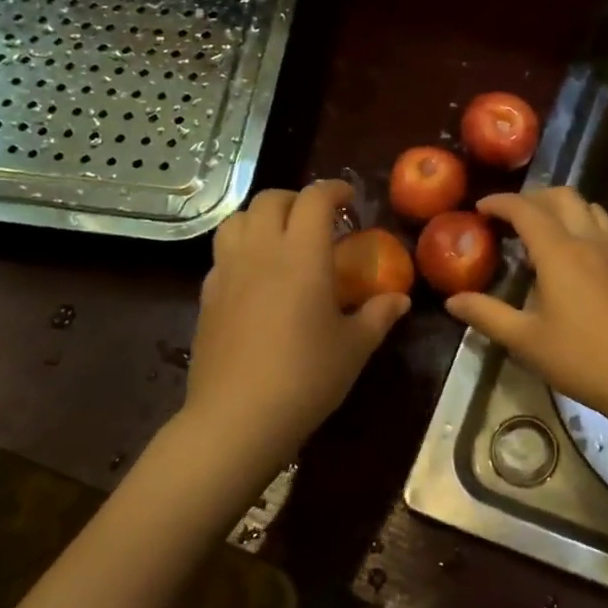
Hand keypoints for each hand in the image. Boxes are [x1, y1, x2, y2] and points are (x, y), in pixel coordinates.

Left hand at [186, 180, 410, 467]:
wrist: (238, 418)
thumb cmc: (306, 377)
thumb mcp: (354, 347)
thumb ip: (378, 315)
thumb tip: (400, 298)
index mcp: (301, 254)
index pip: (314, 199)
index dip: (333, 190)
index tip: (349, 198)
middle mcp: (261, 251)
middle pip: (271, 199)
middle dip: (297, 199)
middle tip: (318, 220)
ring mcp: (227, 272)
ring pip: (237, 219)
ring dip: (263, 218)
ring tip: (282, 239)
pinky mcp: (207, 296)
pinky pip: (223, 254)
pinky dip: (242, 249)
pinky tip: (256, 278)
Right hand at [445, 188, 607, 428]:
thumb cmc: (581, 358)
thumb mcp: (525, 340)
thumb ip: (486, 314)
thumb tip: (452, 301)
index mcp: (559, 252)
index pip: (526, 209)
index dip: (500, 203)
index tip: (478, 209)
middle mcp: (587, 241)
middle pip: (561, 197)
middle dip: (530, 198)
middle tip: (506, 219)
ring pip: (586, 207)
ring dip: (558, 207)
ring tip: (537, 231)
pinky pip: (600, 227)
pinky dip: (578, 223)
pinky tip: (566, 256)